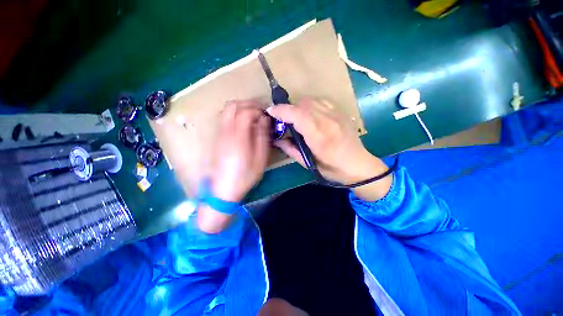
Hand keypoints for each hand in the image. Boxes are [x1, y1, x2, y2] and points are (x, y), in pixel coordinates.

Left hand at [210, 100, 270, 201]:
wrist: (223, 189)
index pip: (246, 112)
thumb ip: (262, 136)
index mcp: (238, 136)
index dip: (258, 109)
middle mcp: (225, 131)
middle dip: (248, 103)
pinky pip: (224, 118)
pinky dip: (235, 114)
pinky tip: (243, 123)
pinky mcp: (217, 138)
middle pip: (232, 105)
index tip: (266, 114)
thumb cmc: (245, 175)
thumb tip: (263, 120)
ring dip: (240, 107)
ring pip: (226, 110)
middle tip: (260, 110)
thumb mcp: (260, 158)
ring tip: (253, 115)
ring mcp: (219, 133)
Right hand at [267, 97, 391, 200]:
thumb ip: (290, 149)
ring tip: (297, 119)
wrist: (359, 165)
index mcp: (319, 136)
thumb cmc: (332, 169)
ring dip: (299, 107)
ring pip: (311, 100)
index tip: (271, 112)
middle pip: (302, 104)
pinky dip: (311, 105)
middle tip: (284, 121)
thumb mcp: (308, 164)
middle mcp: (328, 120)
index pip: (297, 115)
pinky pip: (321, 101)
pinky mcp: (341, 112)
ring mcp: (336, 114)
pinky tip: (311, 116)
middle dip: (289, 110)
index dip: (281, 110)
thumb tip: (277, 139)